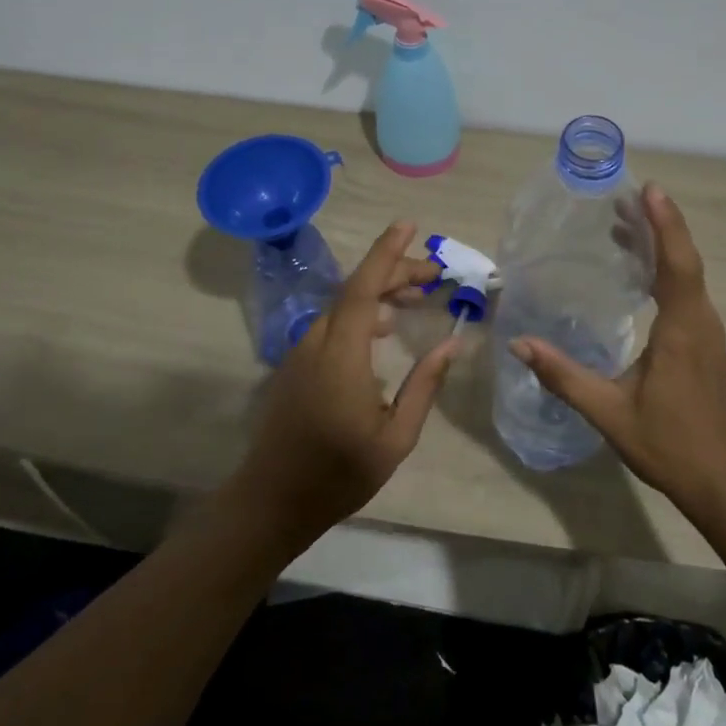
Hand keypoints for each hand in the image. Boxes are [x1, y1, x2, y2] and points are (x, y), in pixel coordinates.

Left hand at [230, 221, 460, 550]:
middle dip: (396, 271)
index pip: (363, 287)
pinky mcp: (298, 364)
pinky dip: (362, 311)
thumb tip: (452, 343)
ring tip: (417, 295)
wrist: (272, 501)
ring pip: (344, 304)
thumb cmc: (339, 473)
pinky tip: (384, 327)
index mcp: (342, 355)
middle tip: (434, 274)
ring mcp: (303, 352)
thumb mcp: (395, 437)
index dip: (386, 253)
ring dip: (380, 291)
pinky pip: (333, 322)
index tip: (409, 225)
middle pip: (356, 289)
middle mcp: (318, 341)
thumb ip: (424, 385)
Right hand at [511, 184, 725, 525]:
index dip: (665, 224)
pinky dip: (666, 272)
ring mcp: (709, 334)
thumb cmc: (672, 445)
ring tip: (624, 228)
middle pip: (684, 260)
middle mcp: (702, 323)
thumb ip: (565, 377)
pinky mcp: (707, 346)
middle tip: (622, 201)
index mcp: (683, 330)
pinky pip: (688, 294)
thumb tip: (519, 345)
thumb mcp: (610, 413)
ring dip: (661, 247)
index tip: (649, 190)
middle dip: (656, 226)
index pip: (677, 264)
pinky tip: (641, 278)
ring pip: (688, 276)